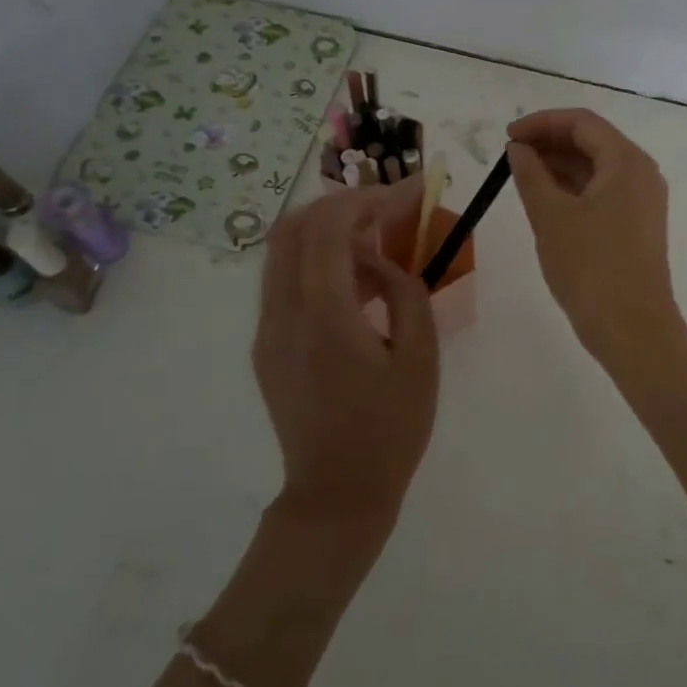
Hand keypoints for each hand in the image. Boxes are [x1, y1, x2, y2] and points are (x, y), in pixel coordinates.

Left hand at [252, 176, 439, 525]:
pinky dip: (317, 261)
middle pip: (295, 226)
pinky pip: (285, 281)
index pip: (330, 227)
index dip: (369, 198)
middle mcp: (283, 313)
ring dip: (328, 230)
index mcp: (324, 316)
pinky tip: (357, 280)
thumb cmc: (390, 429)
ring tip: (377, 240)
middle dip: (344, 204)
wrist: (337, 494)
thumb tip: (384, 261)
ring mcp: (267, 329)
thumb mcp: (420, 358)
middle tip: (389, 209)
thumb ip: (406, 292)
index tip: (410, 192)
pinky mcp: (266, 345)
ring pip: (283, 251)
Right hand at [507, 108, 684, 361]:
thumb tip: (518, 149)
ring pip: (597, 167)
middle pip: (593, 141)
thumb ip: (530, 174)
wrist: (632, 328)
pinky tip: (546, 199)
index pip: (582, 123)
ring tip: (522, 175)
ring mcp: (643, 200)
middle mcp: (641, 173)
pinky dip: (573, 188)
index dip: (541, 123)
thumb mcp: (550, 216)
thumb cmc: (590, 267)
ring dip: (560, 165)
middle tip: (511, 155)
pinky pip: (603, 191)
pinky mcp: (637, 224)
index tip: (507, 136)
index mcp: (626, 161)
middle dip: (550, 142)